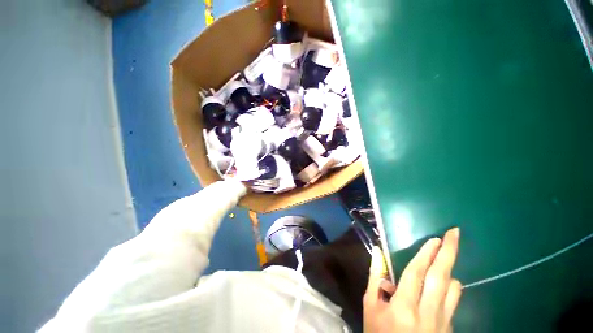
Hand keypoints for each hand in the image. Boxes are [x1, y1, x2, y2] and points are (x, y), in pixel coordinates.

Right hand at [364, 228, 461, 332]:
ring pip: (453, 290)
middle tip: (454, 234)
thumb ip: (375, 278)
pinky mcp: (449, 330)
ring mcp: (443, 324)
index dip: (426, 254)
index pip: (417, 273)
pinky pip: (452, 302)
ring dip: (449, 271)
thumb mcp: (371, 306)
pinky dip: (449, 289)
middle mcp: (428, 314)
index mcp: (403, 307)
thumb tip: (377, 253)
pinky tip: (439, 288)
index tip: (435, 238)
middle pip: (441, 277)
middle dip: (449, 252)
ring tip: (442, 260)